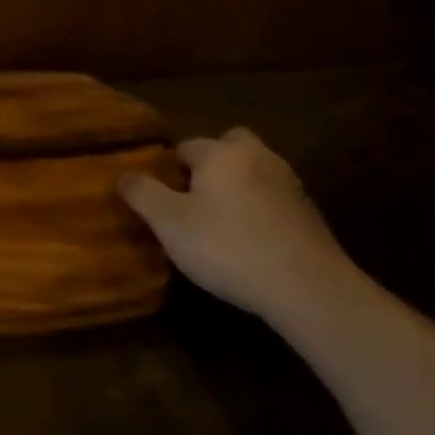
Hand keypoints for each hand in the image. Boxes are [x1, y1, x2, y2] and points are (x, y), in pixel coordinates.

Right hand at [119, 128, 361, 326]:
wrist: (308, 288)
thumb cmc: (228, 247)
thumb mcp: (170, 223)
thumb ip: (143, 194)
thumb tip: (124, 175)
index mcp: (221, 153)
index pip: (186, 146)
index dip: (169, 168)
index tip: (160, 195)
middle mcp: (258, 157)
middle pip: (230, 146)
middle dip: (212, 163)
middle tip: (195, 197)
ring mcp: (289, 185)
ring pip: (255, 171)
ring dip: (238, 187)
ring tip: (221, 221)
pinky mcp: (310, 215)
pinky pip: (274, 199)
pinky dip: (260, 210)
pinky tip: (251, 240)